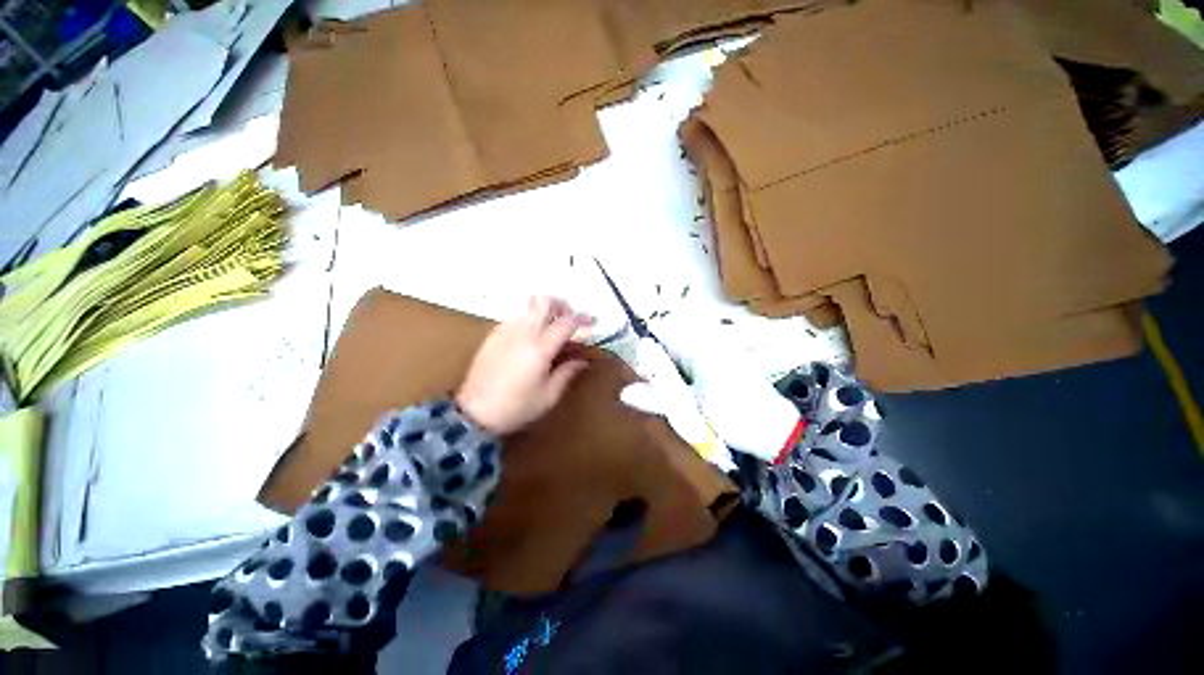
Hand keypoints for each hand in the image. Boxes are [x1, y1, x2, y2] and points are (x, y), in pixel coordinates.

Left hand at [455, 296, 592, 435]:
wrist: (473, 413)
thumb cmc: (516, 407)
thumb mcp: (548, 396)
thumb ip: (568, 373)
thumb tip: (583, 360)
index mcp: (540, 349)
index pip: (565, 323)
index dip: (582, 319)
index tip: (591, 322)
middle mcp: (523, 333)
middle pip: (544, 302)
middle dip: (561, 305)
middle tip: (569, 319)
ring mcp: (505, 332)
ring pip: (528, 306)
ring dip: (545, 311)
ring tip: (551, 328)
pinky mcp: (493, 335)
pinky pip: (515, 317)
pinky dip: (529, 319)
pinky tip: (531, 338)